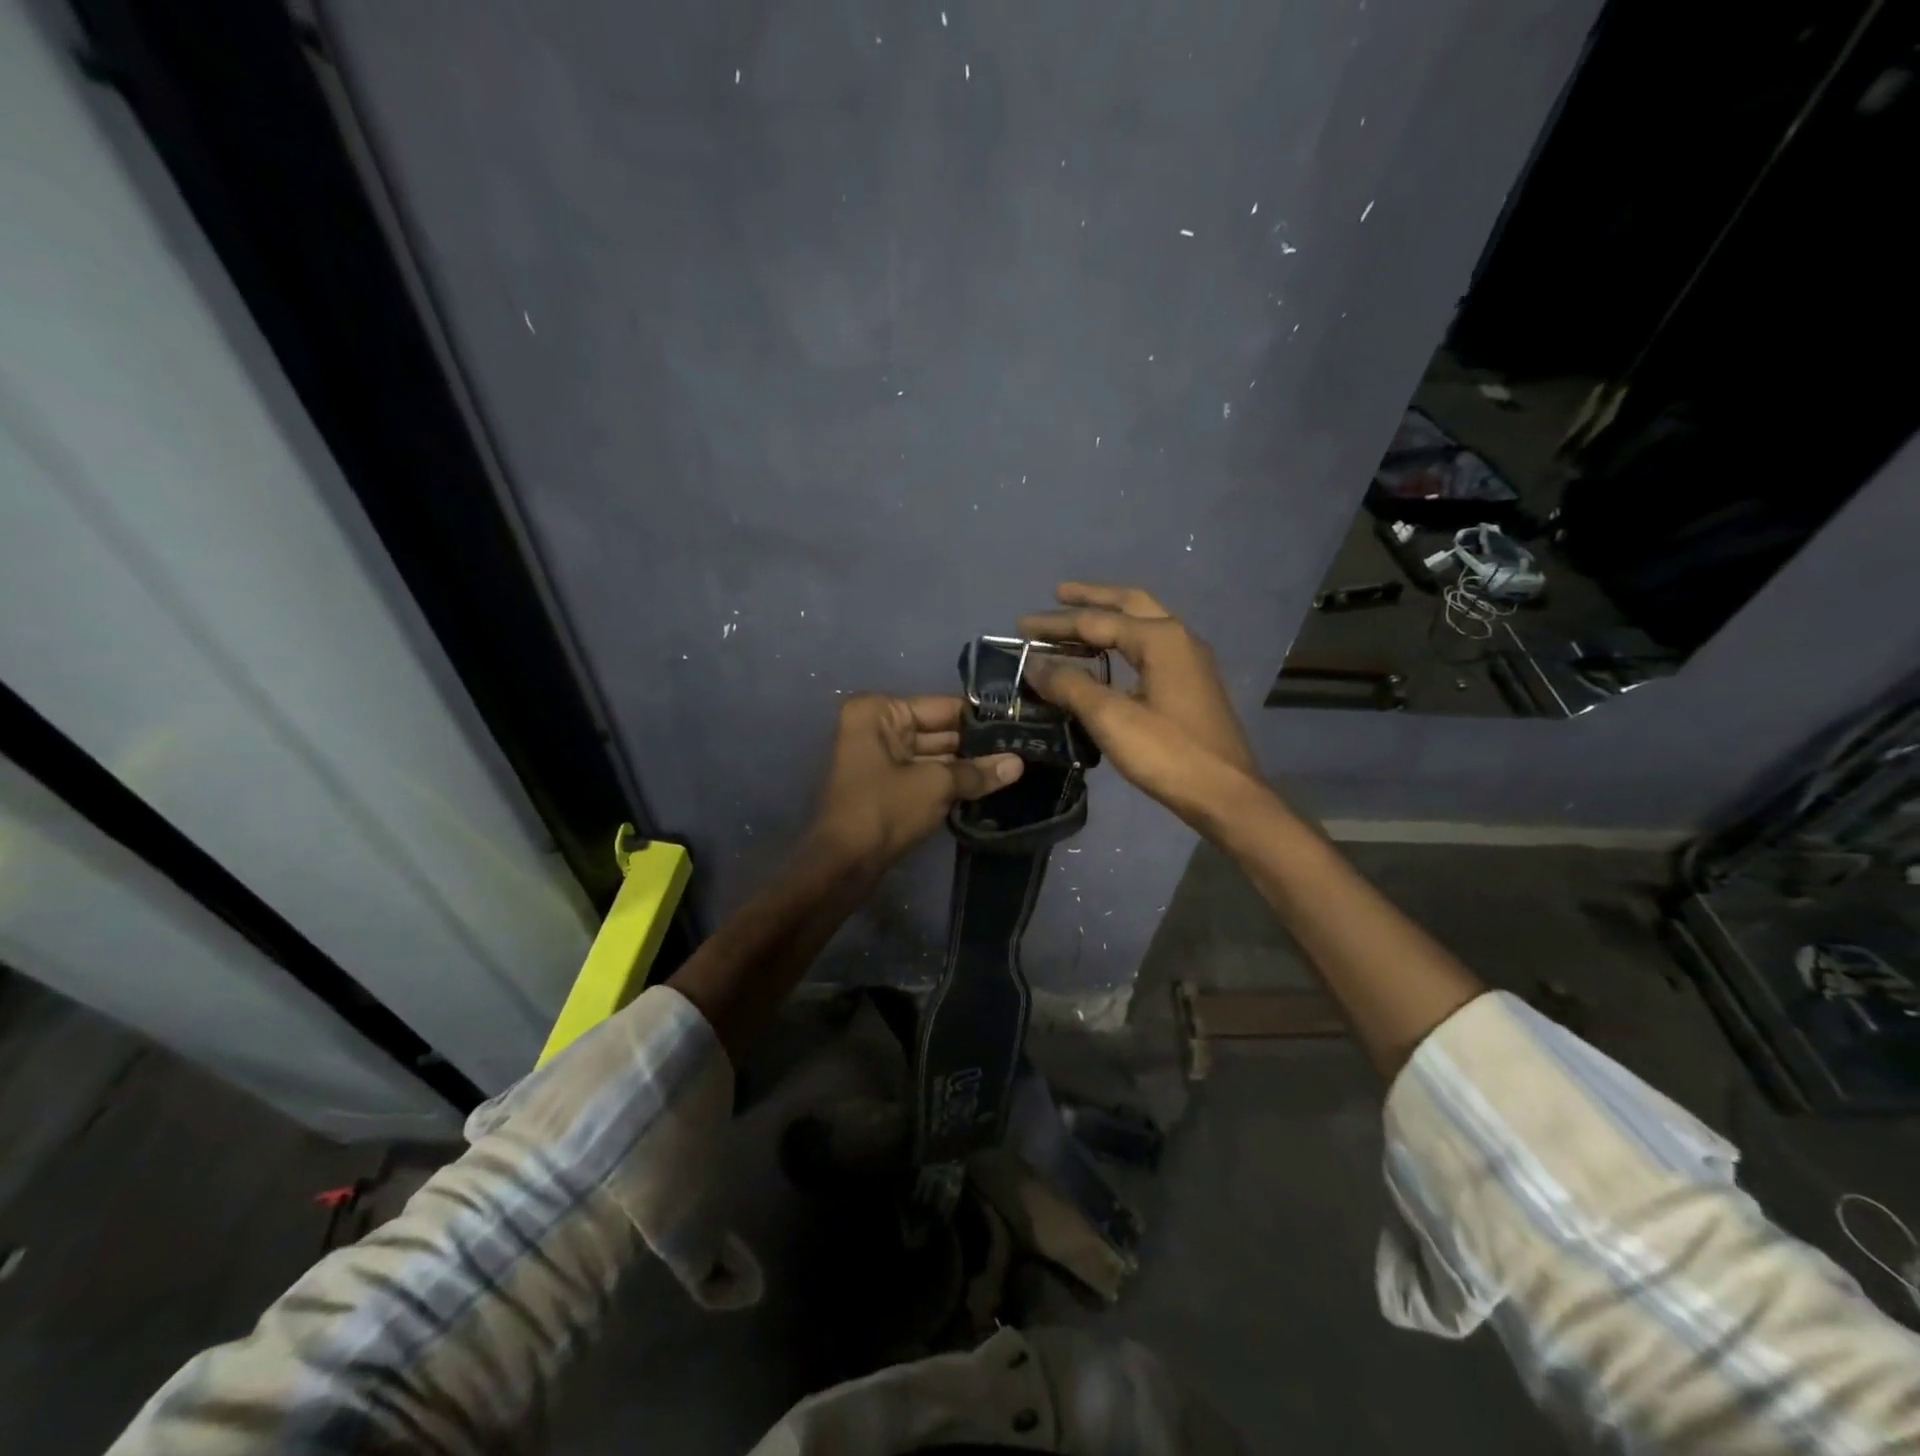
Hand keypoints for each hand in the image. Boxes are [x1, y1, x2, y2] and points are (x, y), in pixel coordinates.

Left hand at [812, 694, 1023, 866]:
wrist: (844, 864)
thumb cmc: (884, 810)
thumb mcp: (936, 785)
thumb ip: (977, 771)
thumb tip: (1019, 763)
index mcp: (879, 712)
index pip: (942, 707)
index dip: (980, 720)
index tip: (1019, 727)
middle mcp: (876, 727)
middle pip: (938, 730)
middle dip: (976, 746)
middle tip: (1023, 750)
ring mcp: (880, 758)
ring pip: (934, 755)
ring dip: (967, 766)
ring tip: (1013, 769)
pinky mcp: (886, 786)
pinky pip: (925, 775)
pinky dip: (950, 782)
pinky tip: (987, 787)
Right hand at [1020, 583, 1256, 820]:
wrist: (1226, 795)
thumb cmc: (1168, 754)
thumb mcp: (1111, 718)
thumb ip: (1070, 685)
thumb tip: (1035, 664)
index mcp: (1160, 639)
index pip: (1097, 621)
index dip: (1055, 624)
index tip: (1020, 626)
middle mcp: (1179, 638)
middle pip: (1129, 604)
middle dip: (1092, 598)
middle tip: (1058, 594)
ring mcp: (1190, 661)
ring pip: (1143, 624)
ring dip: (1110, 617)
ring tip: (1077, 620)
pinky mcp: (1192, 684)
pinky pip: (1151, 648)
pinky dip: (1123, 642)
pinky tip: (1108, 658)